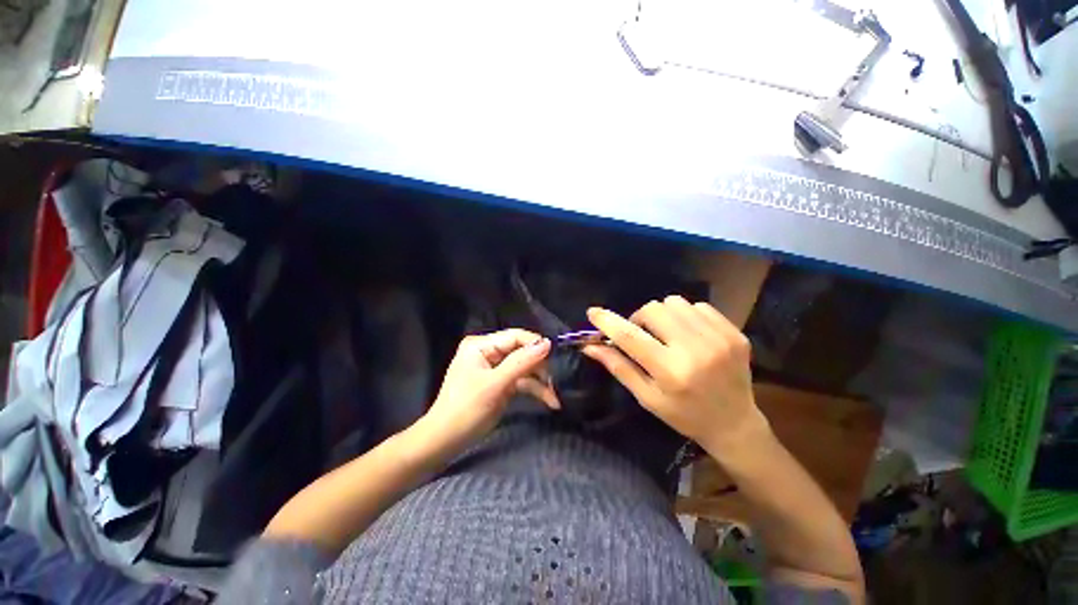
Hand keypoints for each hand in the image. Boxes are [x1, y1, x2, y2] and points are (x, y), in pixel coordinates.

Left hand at [416, 329, 555, 456]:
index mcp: (481, 345)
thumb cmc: (465, 409)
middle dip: (540, 367)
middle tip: (554, 382)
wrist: (445, 442)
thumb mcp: (494, 385)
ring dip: (540, 381)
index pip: (515, 336)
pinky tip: (550, 401)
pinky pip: (522, 381)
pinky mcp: (502, 383)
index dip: (535, 344)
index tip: (556, 355)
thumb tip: (547, 343)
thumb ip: (521, 362)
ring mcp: (496, 369)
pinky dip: (535, 390)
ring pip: (525, 368)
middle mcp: (489, 352)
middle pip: (522, 352)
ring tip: (555, 397)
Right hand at [583, 297, 767, 453]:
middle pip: (653, 310)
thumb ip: (618, 367)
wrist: (735, 423)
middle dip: (639, 319)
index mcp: (671, 372)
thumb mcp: (646, 397)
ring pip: (675, 303)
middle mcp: (696, 350)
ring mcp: (719, 338)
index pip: (630, 337)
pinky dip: (685, 316)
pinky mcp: (734, 332)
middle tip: (642, 335)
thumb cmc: (684, 415)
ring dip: (662, 315)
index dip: (608, 321)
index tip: (592, 312)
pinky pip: (698, 306)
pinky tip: (688, 334)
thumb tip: (590, 346)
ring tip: (667, 334)